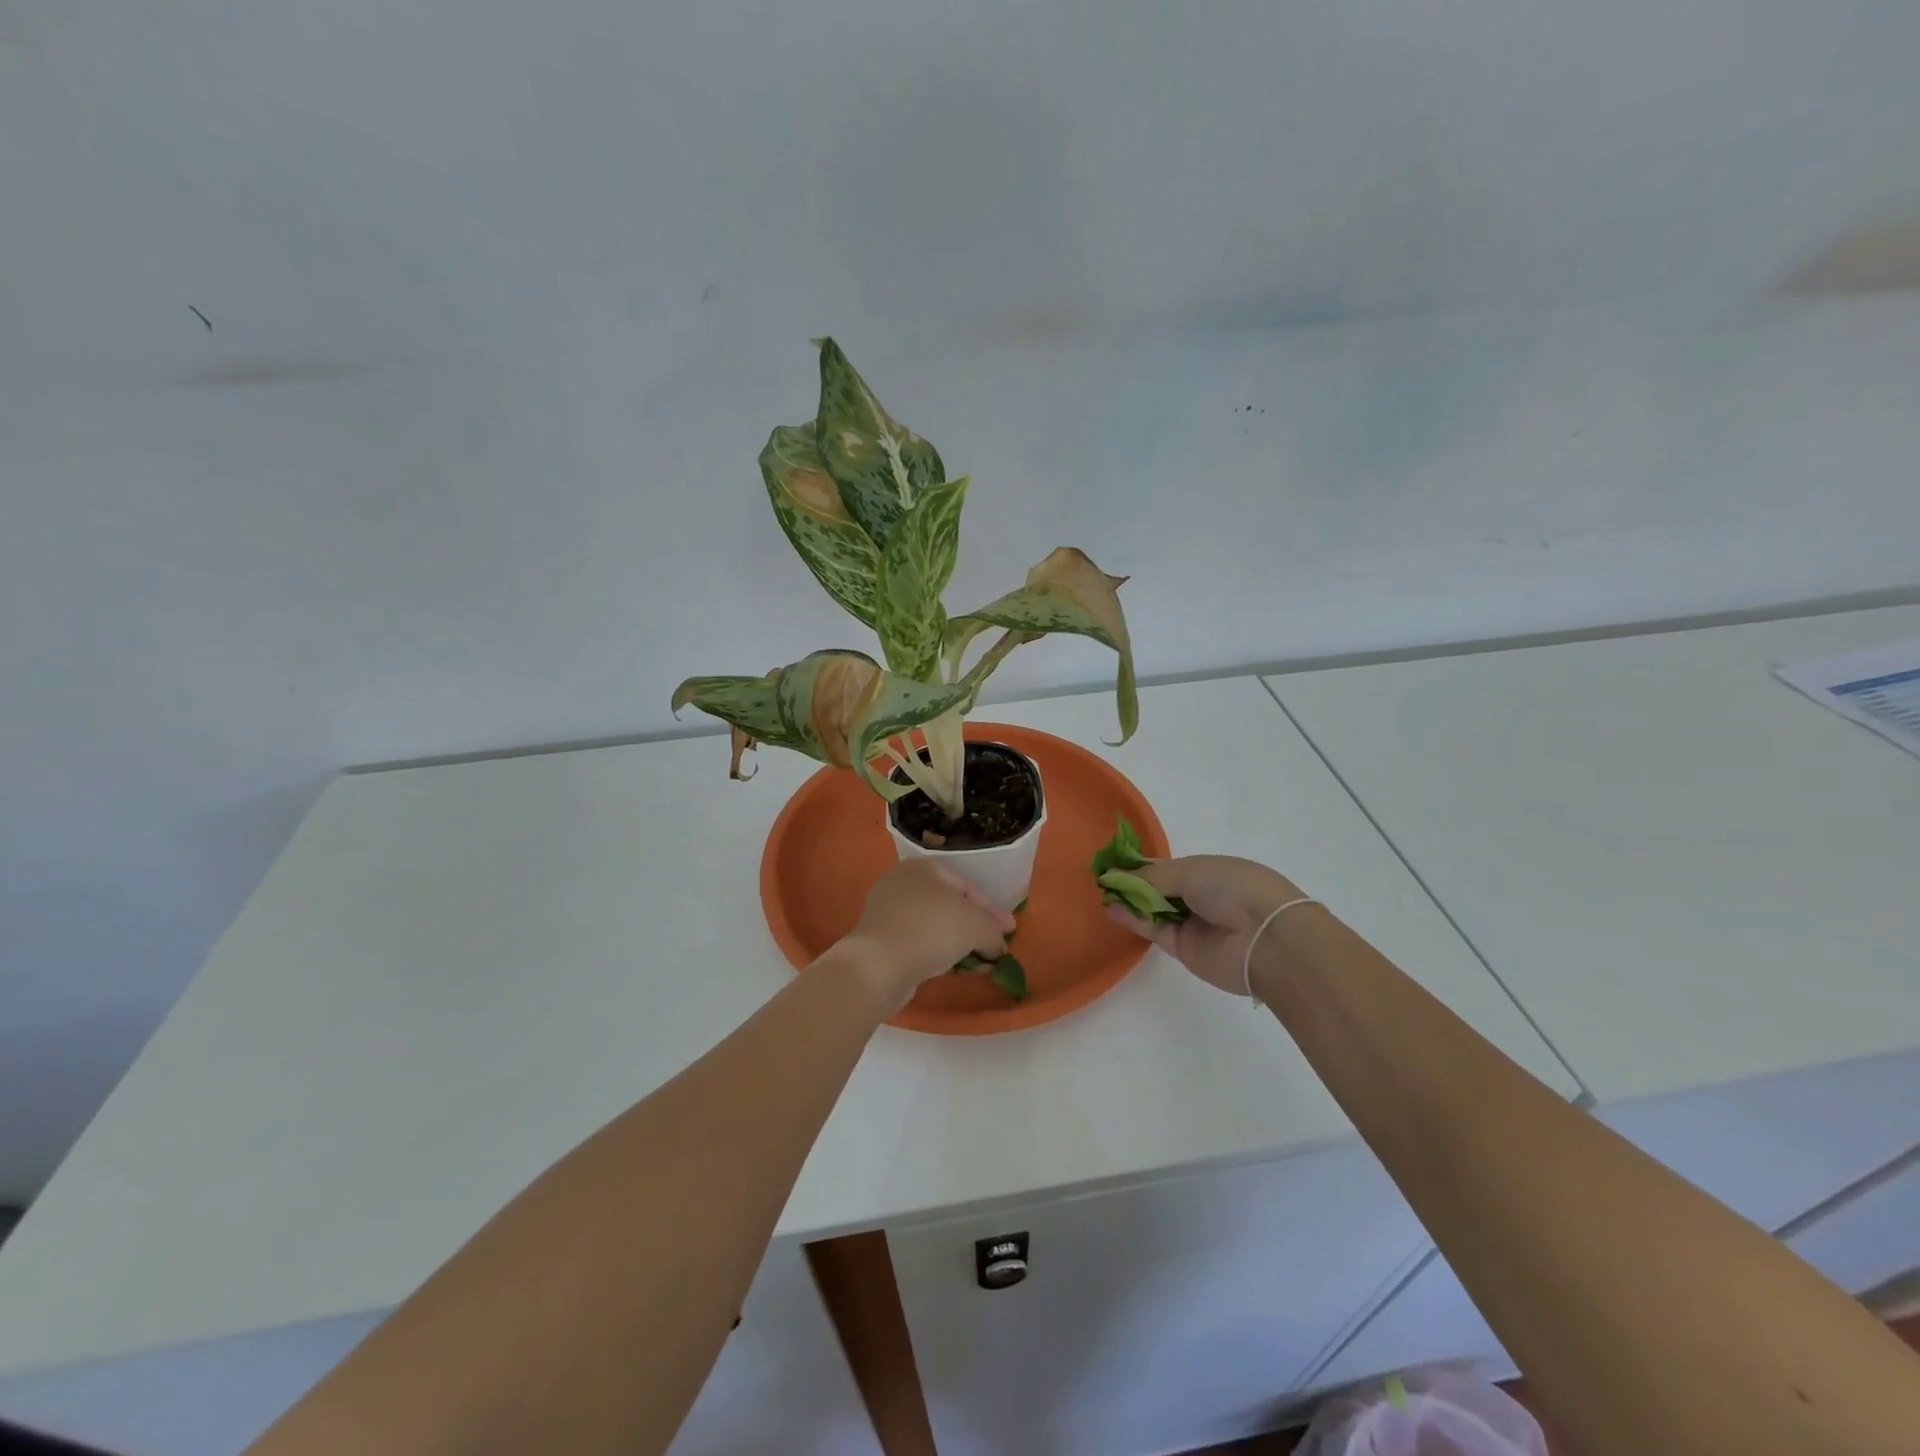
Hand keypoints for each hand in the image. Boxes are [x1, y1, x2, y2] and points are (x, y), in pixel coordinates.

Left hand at [836, 860, 1015, 1011]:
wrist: (880, 964)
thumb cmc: (932, 929)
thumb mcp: (977, 926)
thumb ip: (994, 931)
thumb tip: (998, 946)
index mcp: (921, 867)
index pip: (966, 886)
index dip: (991, 910)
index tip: (1009, 931)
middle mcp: (900, 883)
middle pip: (949, 905)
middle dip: (975, 927)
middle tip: (996, 946)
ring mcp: (886, 913)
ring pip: (933, 926)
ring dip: (958, 943)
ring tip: (979, 962)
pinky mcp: (879, 941)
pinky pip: (918, 943)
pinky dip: (938, 953)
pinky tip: (954, 969)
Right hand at [1103, 855, 1308, 996]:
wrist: (1266, 938)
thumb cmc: (1234, 889)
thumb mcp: (1190, 871)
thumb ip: (1151, 876)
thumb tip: (1117, 875)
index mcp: (1208, 870)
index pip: (1167, 867)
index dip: (1140, 864)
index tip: (1113, 860)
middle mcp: (1200, 896)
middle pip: (1158, 888)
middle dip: (1132, 882)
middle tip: (1102, 877)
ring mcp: (1192, 923)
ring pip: (1153, 909)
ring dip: (1129, 900)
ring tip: (1103, 892)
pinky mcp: (1184, 948)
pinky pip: (1154, 930)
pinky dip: (1133, 919)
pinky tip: (1112, 908)